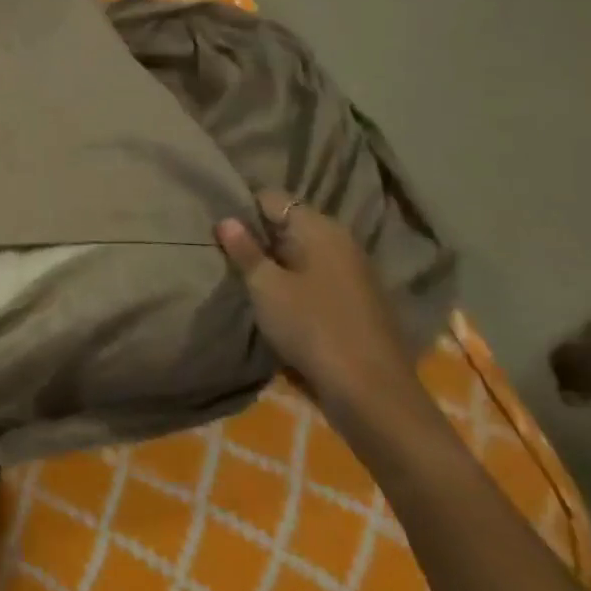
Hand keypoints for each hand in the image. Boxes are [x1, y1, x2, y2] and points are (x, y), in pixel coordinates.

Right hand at [215, 189, 421, 422]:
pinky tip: (277, 303)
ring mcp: (354, 272)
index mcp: (321, 229)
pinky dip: (295, 282)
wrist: (370, 391)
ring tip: (247, 279)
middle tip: (227, 255)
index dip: (243, 209)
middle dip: (259, 237)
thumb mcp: (266, 287)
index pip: (273, 199)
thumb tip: (226, 219)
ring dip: (276, 263)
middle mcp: (342, 242)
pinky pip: (317, 277)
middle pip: (289, 225)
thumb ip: (244, 251)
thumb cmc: (312, 328)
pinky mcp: (358, 301)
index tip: (220, 229)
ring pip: (303, 253)